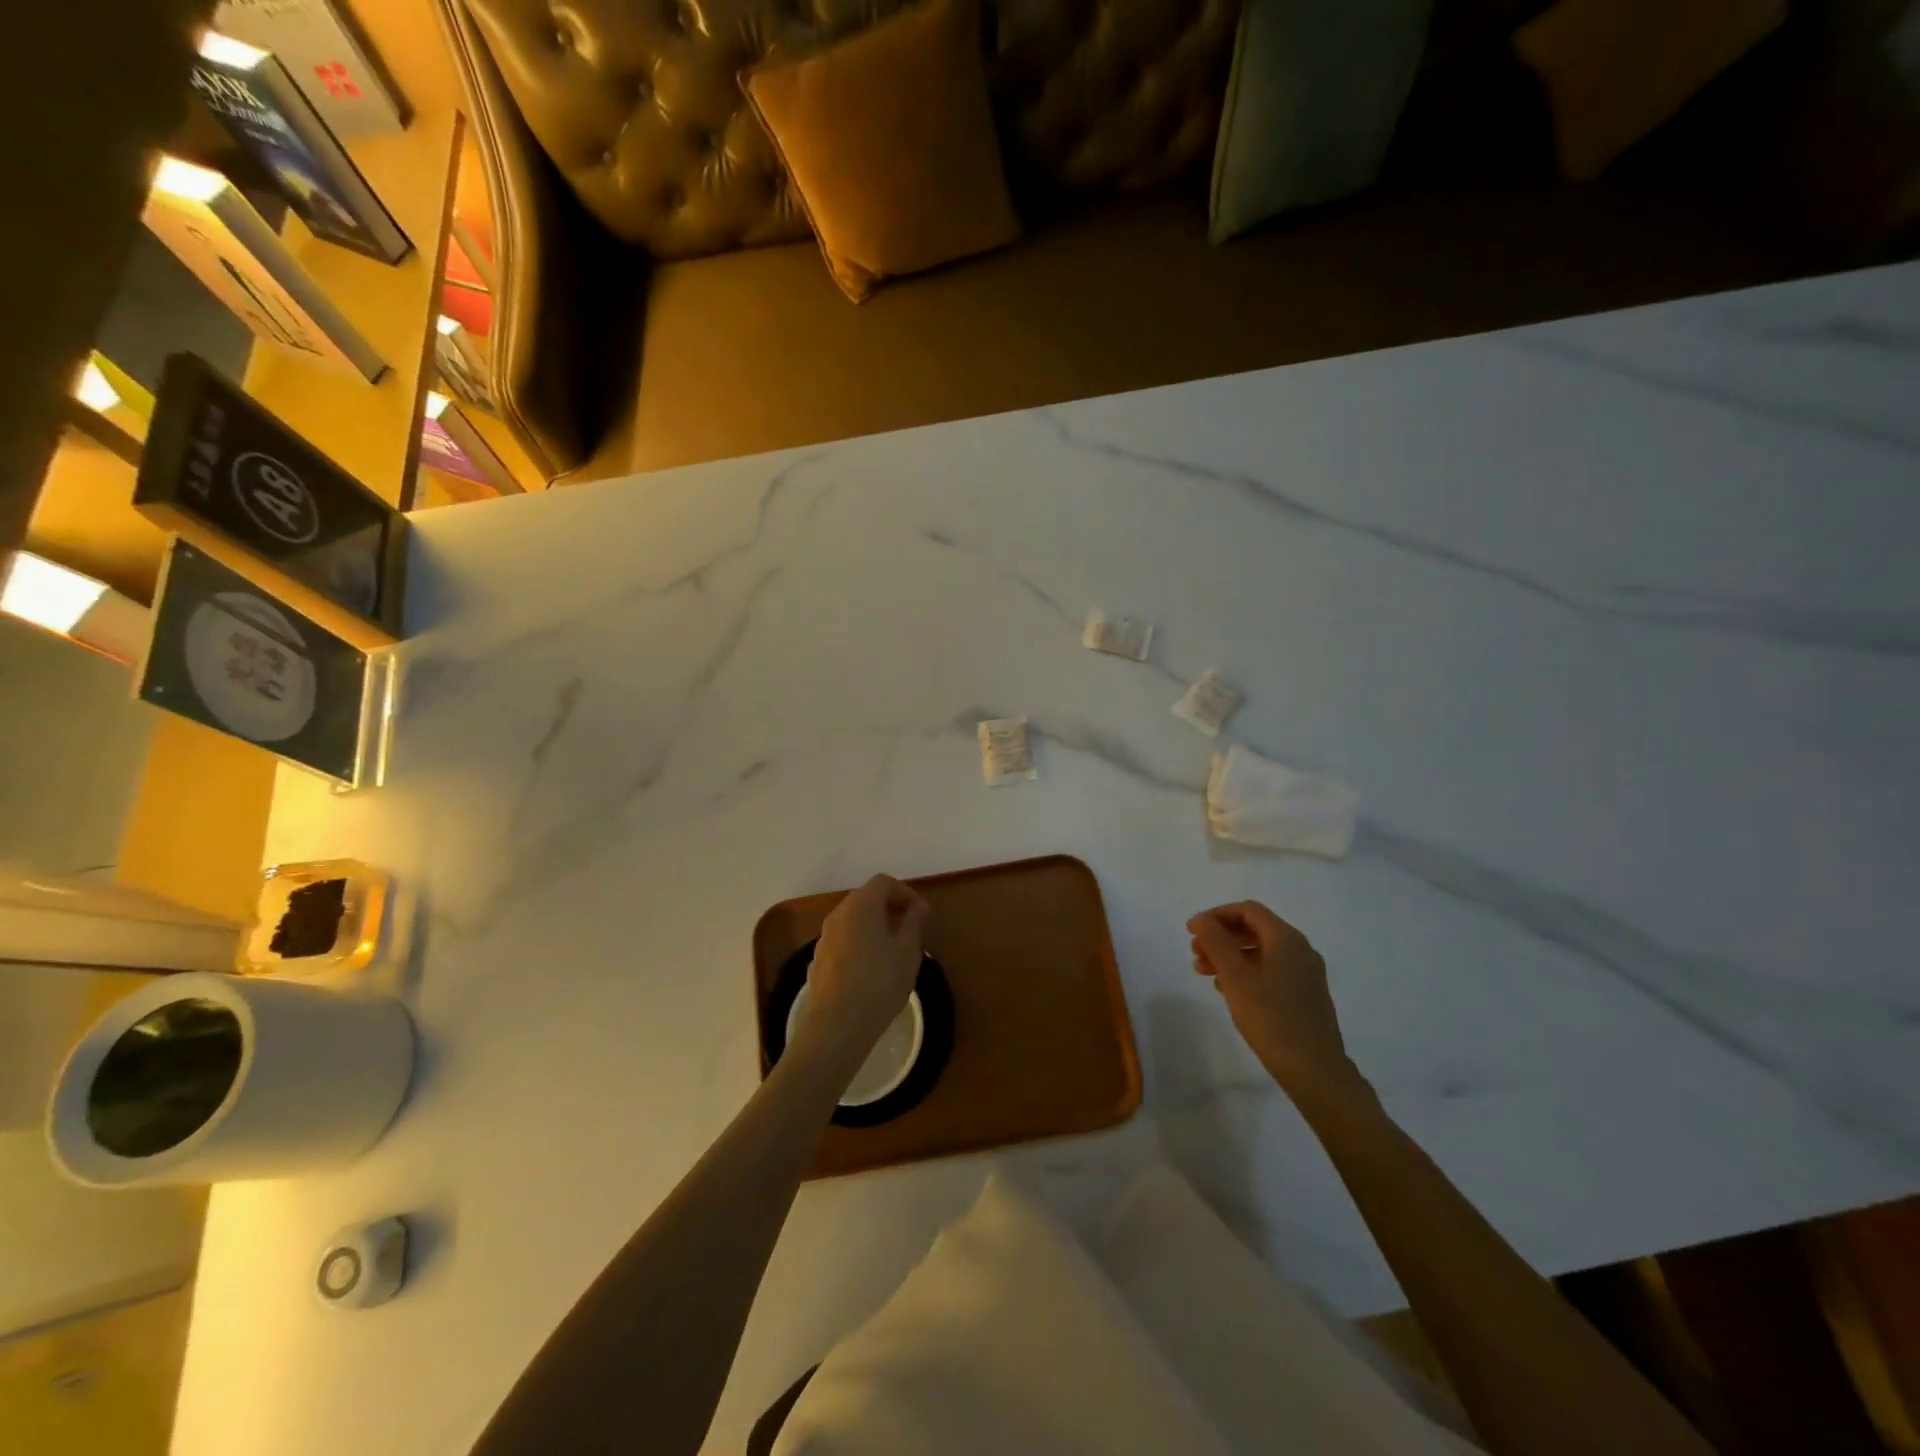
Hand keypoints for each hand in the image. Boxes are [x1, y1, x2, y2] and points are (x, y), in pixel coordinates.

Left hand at [802, 874, 929, 1074]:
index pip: (884, 882)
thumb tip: (918, 906)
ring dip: (873, 928)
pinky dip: (858, 946)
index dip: (905, 892)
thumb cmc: (880, 982)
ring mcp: (823, 938)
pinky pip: (842, 943)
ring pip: (852, 922)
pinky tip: (870, 973)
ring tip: (892, 954)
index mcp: (861, 905)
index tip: (921, 914)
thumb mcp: (908, 950)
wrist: (837, 1025)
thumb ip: (914, 921)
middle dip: (889, 909)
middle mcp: (838, 914)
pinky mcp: (817, 962)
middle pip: (866, 899)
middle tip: (909, 932)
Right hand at [1188, 901, 1365, 1105]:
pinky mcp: (1304, 995)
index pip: (1248, 910)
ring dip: (1230, 956)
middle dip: (1221, 937)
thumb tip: (1203, 920)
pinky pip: (1270, 970)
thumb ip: (1216, 942)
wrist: (1315, 1069)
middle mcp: (1300, 950)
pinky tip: (1228, 989)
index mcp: (1286, 939)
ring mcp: (1305, 974)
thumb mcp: (1235, 977)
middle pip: (1254, 929)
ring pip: (1261, 952)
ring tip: (1204, 973)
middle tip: (1194, 953)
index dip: (1216, 915)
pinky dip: (1246, 971)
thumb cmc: (1271, 1017)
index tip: (1191, 931)